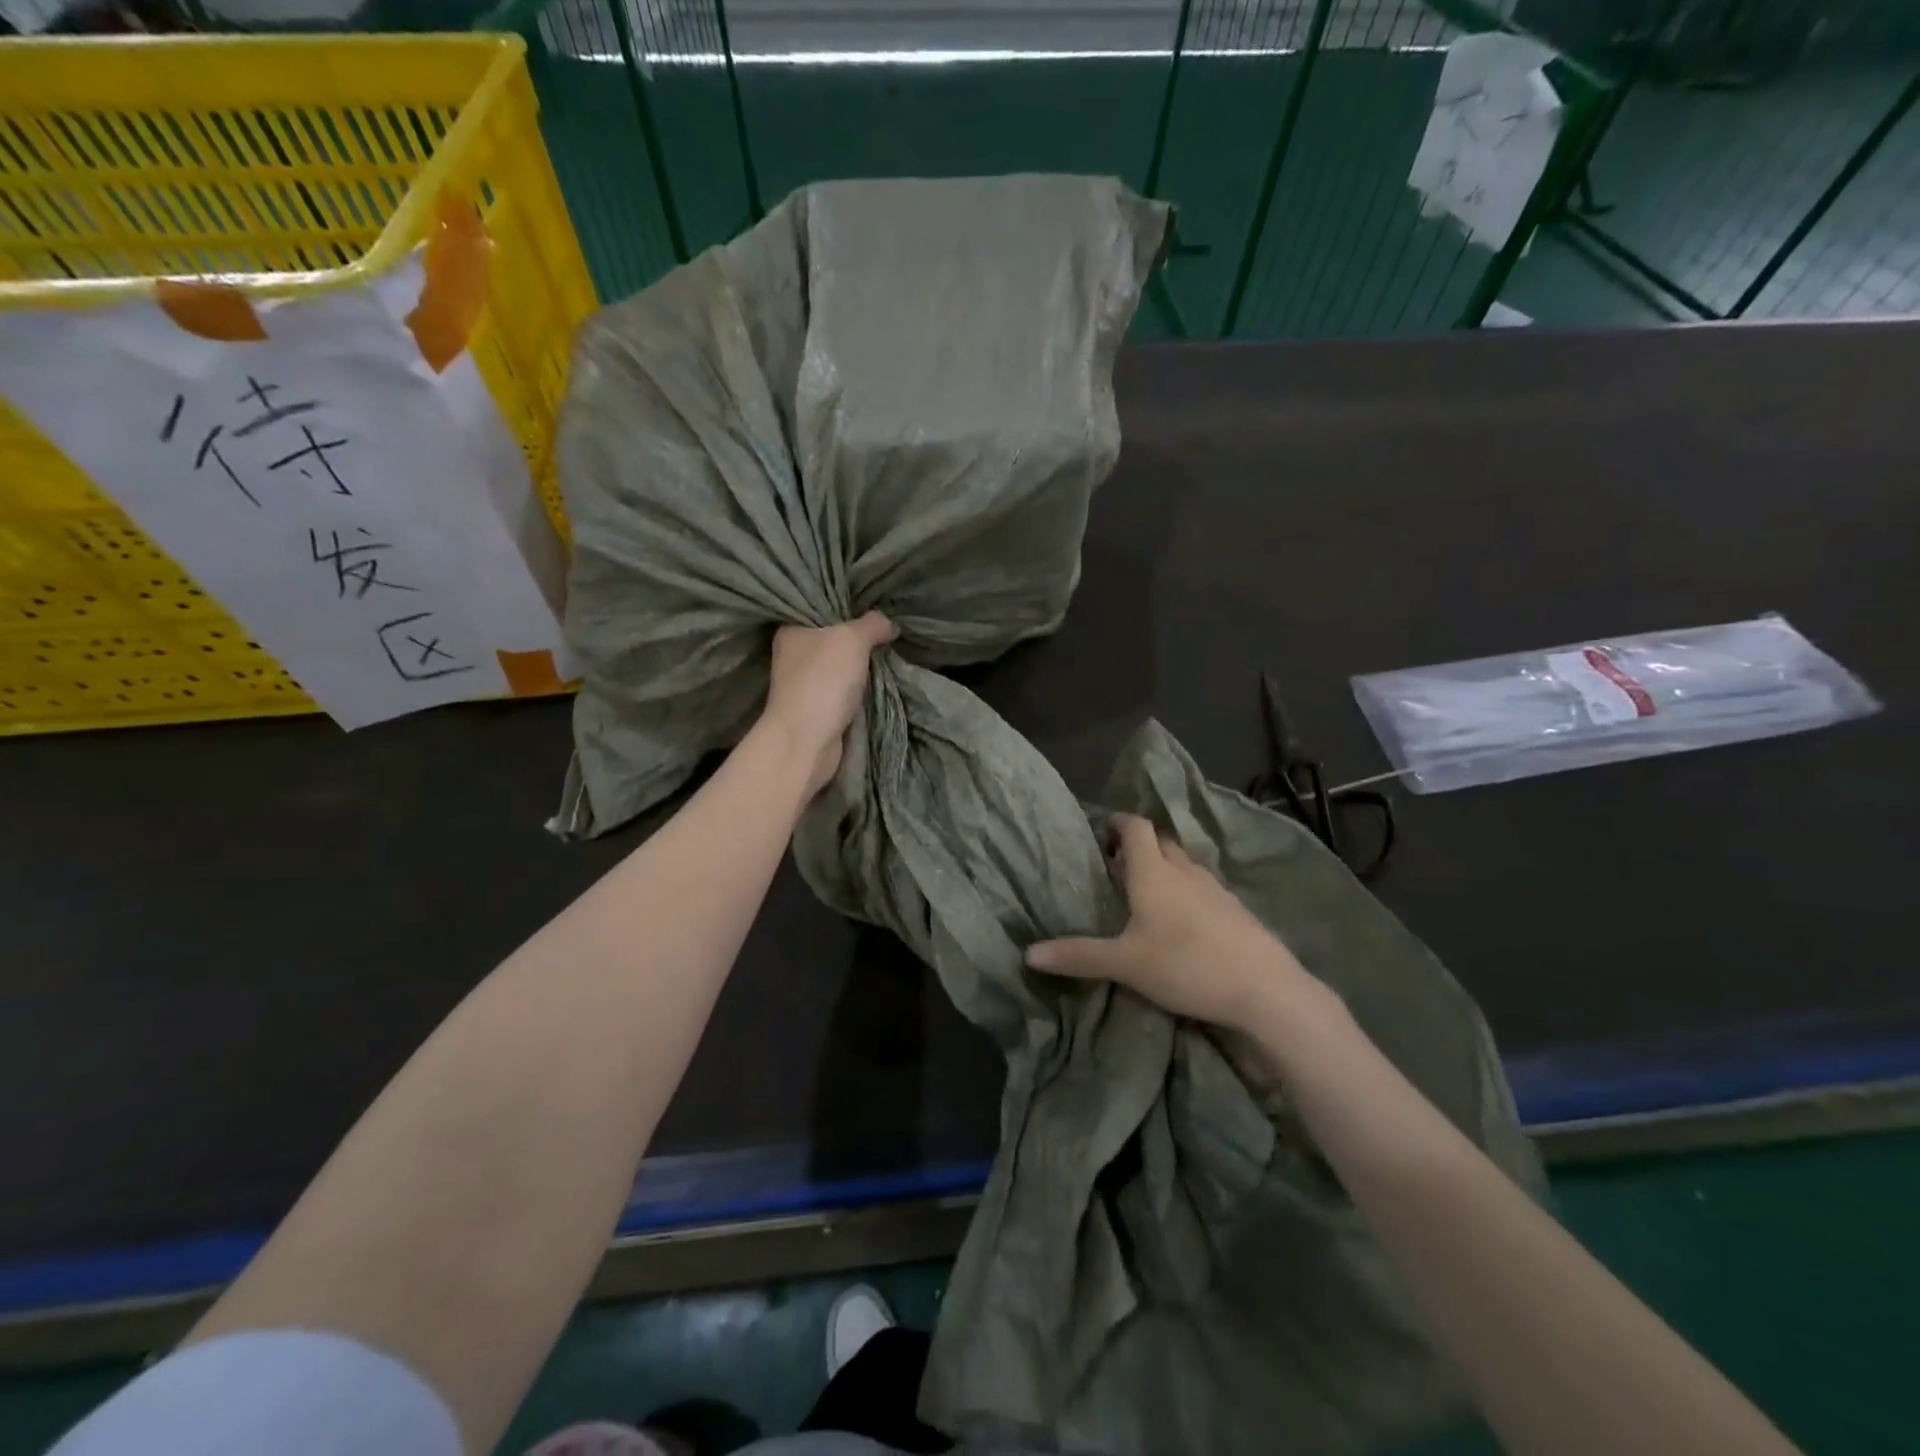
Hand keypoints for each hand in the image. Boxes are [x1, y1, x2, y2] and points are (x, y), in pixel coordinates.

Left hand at [762, 612, 895, 795]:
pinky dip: (859, 689)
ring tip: (889, 653)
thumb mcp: (852, 639)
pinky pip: (844, 691)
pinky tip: (879, 681)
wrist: (807, 741)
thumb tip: (889, 624)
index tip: (874, 605)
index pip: (820, 609)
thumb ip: (872, 624)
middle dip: (859, 638)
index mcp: (792, 630)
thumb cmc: (823, 680)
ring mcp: (804, 684)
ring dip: (861, 666)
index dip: (847, 606)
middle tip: (888, 629)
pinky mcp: (817, 709)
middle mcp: (794, 655)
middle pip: (833, 638)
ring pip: (840, 666)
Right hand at [1026, 814, 1325, 1032]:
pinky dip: (1187, 890)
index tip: (1102, 831)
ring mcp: (1216, 888)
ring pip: (1184, 864)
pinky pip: (1204, 886)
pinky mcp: (1236, 910)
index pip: (1136, 827)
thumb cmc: (1186, 965)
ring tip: (1146, 892)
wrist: (1265, 990)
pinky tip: (1182, 920)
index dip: (1119, 822)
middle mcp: (1185, 871)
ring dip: (1164, 867)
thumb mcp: (1125, 964)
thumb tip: (1028, 953)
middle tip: (1116, 865)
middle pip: (1160, 841)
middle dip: (1138, 845)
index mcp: (1154, 873)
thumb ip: (1078, 956)